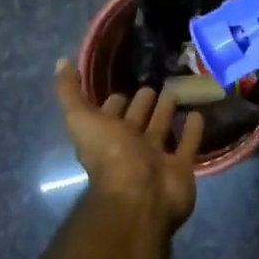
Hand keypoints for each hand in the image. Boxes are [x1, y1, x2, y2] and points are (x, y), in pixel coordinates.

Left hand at [53, 59, 203, 229]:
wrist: (140, 195)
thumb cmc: (110, 155)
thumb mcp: (80, 119)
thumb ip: (70, 92)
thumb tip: (60, 62)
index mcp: (106, 137)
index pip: (109, 114)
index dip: (114, 101)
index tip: (123, 82)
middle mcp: (130, 147)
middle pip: (137, 121)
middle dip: (142, 104)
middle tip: (153, 86)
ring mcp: (156, 158)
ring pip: (162, 130)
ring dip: (166, 113)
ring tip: (176, 92)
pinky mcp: (181, 167)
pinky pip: (188, 144)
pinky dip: (192, 130)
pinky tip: (197, 113)